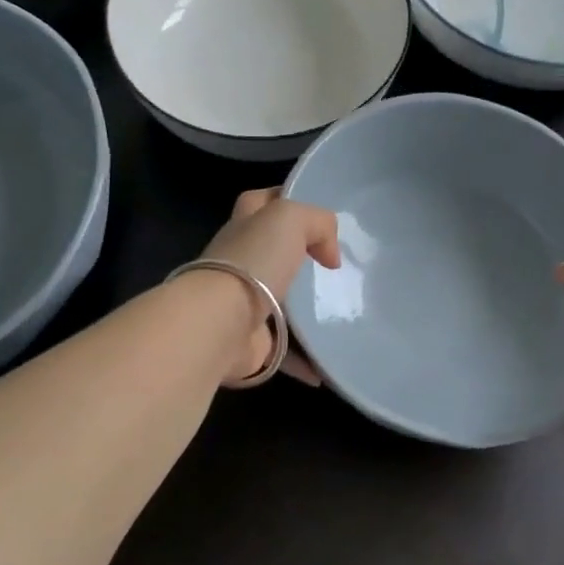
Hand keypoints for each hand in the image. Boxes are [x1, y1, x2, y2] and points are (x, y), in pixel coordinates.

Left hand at [201, 189, 341, 384]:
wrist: (219, 325)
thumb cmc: (252, 262)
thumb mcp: (290, 218)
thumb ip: (317, 222)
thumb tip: (330, 257)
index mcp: (244, 226)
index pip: (261, 202)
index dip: (284, 199)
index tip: (317, 215)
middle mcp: (240, 262)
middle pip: (273, 253)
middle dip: (301, 258)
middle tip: (338, 268)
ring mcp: (243, 304)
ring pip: (282, 301)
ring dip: (307, 310)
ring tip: (344, 314)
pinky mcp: (252, 342)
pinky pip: (287, 350)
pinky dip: (307, 359)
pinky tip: (331, 365)